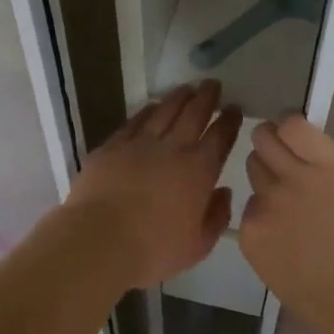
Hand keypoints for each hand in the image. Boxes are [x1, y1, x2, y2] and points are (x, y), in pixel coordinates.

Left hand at [65, 81, 241, 289]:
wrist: (99, 240)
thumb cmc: (153, 249)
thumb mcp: (197, 246)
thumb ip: (216, 217)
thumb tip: (224, 193)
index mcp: (198, 171)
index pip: (220, 137)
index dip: (229, 121)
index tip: (234, 108)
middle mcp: (172, 149)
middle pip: (193, 114)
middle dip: (206, 97)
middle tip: (213, 84)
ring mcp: (139, 144)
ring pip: (164, 111)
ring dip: (178, 97)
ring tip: (187, 88)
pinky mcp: (112, 147)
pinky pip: (134, 122)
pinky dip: (146, 111)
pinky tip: (151, 106)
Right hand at [238, 115, 333, 327]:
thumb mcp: (292, 287)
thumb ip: (277, 252)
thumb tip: (284, 234)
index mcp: (254, 239)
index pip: (251, 204)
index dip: (271, 205)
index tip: (290, 210)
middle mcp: (266, 203)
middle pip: (256, 167)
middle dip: (272, 170)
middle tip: (294, 175)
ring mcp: (295, 178)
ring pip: (266, 138)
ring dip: (276, 140)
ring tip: (297, 147)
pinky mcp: (328, 160)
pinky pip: (296, 126)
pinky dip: (296, 126)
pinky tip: (308, 136)